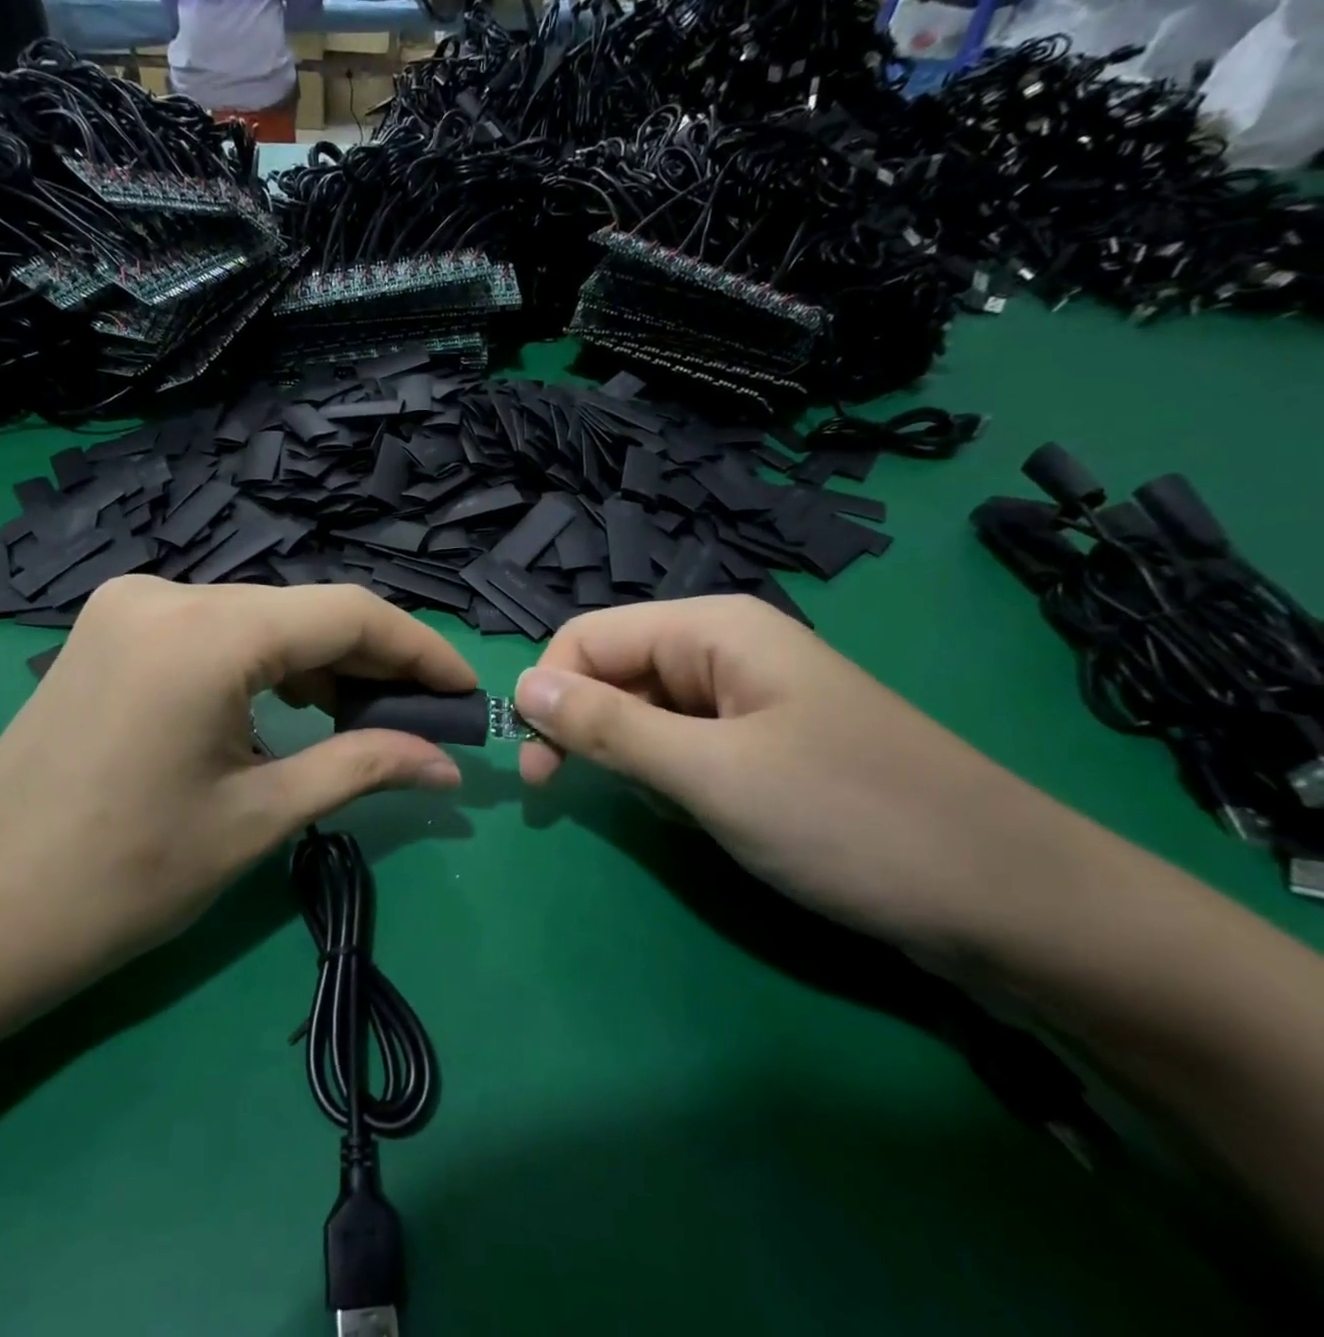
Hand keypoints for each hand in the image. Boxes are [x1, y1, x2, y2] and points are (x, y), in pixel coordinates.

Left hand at [0, 578, 473, 993]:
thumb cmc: (124, 878)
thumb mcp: (259, 817)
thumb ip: (363, 768)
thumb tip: (448, 766)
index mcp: (206, 631)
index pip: (347, 614)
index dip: (418, 650)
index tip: (462, 693)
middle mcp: (166, 592)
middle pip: (303, 612)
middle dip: (370, 664)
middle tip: (420, 721)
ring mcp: (131, 605)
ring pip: (260, 619)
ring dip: (318, 664)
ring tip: (362, 723)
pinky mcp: (112, 628)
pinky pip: (215, 631)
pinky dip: (265, 665)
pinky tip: (289, 709)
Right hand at [513, 596, 1099, 956]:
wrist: (1014, 905)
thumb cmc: (850, 820)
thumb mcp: (710, 774)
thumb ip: (607, 727)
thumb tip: (519, 689)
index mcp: (714, 628)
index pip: (588, 638)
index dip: (549, 693)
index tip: (536, 768)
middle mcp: (728, 649)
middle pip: (616, 672)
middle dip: (589, 730)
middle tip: (568, 796)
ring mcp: (752, 699)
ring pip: (647, 714)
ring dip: (635, 761)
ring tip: (673, 809)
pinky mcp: (769, 746)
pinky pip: (686, 747)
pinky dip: (674, 781)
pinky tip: (705, 817)